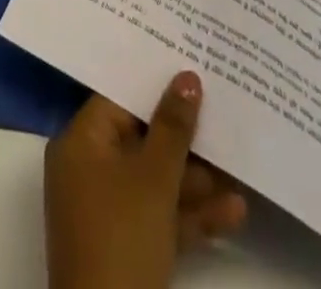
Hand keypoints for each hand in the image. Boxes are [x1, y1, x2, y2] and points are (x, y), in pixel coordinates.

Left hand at [44, 73, 247, 288]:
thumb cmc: (123, 239)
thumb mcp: (154, 179)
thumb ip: (173, 127)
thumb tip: (187, 77)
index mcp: (80, 143)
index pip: (119, 100)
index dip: (156, 86)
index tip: (191, 71)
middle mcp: (87, 170)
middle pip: (140, 139)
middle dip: (184, 137)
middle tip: (222, 115)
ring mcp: (106, 212)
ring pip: (154, 181)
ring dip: (196, 180)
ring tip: (240, 168)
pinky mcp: (125, 248)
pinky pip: (158, 216)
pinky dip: (190, 215)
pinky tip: (234, 212)